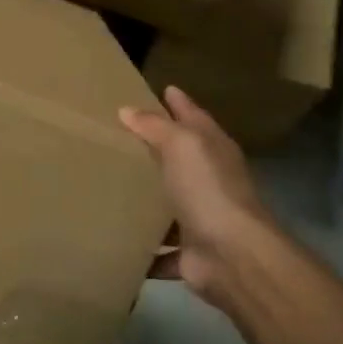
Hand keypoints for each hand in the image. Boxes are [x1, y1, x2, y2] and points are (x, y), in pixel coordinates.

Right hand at [119, 87, 282, 309]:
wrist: (233, 256)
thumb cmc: (208, 189)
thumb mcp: (181, 145)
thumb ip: (155, 126)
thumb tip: (127, 109)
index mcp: (212, 149)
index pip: (193, 116)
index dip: (178, 102)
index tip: (161, 88)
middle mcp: (209, 180)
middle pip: (181, 158)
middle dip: (157, 146)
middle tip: (121, 133)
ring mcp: (201, 217)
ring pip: (169, 202)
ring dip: (148, 199)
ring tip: (110, 186)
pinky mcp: (189, 251)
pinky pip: (160, 247)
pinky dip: (144, 247)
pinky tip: (117, 240)